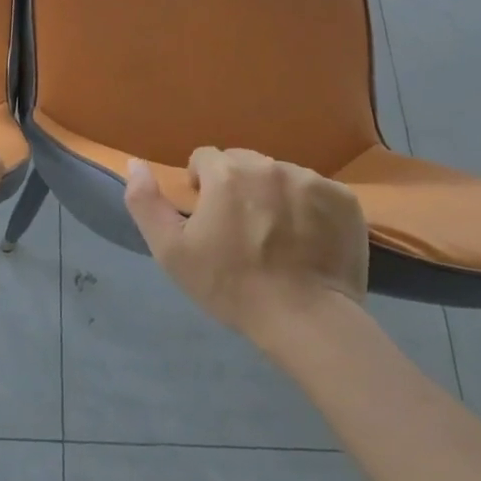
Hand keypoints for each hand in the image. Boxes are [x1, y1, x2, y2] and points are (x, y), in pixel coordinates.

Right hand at [124, 147, 368, 337]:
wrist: (305, 320)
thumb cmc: (230, 286)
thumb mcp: (170, 251)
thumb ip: (145, 201)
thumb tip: (135, 163)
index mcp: (226, 171)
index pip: (204, 159)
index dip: (202, 187)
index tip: (209, 219)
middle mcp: (268, 165)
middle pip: (243, 162)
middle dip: (237, 186)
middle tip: (241, 228)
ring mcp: (311, 180)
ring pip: (280, 175)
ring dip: (273, 194)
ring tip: (277, 235)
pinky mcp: (344, 199)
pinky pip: (317, 191)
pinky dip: (310, 208)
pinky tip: (308, 239)